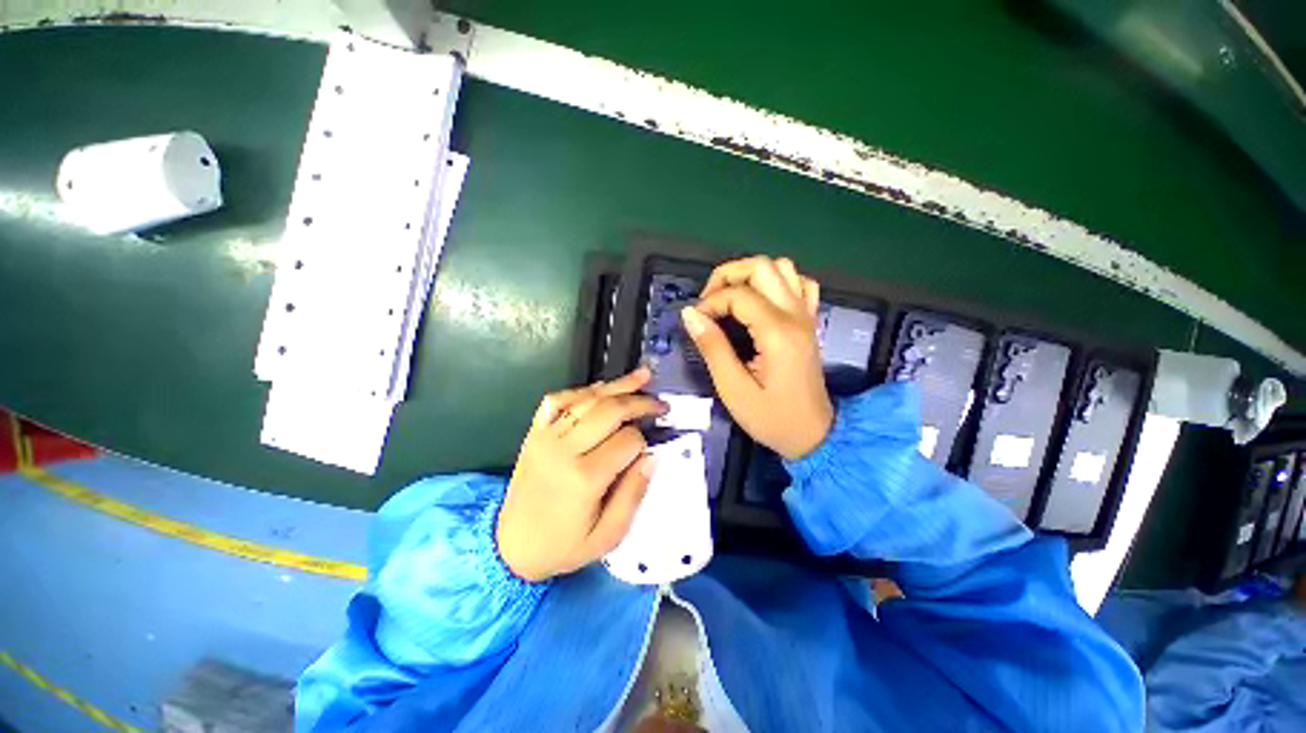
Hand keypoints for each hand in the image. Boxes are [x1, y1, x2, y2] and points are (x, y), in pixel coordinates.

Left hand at [496, 368, 666, 581]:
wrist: (511, 547)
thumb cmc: (563, 546)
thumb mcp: (608, 536)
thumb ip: (633, 494)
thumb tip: (652, 457)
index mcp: (584, 477)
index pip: (628, 440)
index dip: (645, 442)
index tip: (649, 450)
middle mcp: (564, 449)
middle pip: (610, 410)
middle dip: (640, 402)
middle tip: (661, 404)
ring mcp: (546, 436)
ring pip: (587, 398)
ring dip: (618, 386)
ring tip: (642, 377)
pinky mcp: (535, 432)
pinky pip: (558, 399)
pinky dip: (582, 390)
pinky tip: (600, 389)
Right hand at [681, 256, 832, 459]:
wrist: (814, 436)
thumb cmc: (772, 418)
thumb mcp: (733, 390)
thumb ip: (712, 348)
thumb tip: (690, 314)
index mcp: (777, 333)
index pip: (738, 295)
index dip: (710, 303)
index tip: (695, 322)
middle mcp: (796, 315)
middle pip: (762, 266)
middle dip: (727, 275)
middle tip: (709, 301)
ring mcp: (807, 315)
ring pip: (782, 267)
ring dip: (751, 275)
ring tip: (731, 298)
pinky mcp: (810, 321)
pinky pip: (800, 284)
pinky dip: (777, 282)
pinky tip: (762, 301)